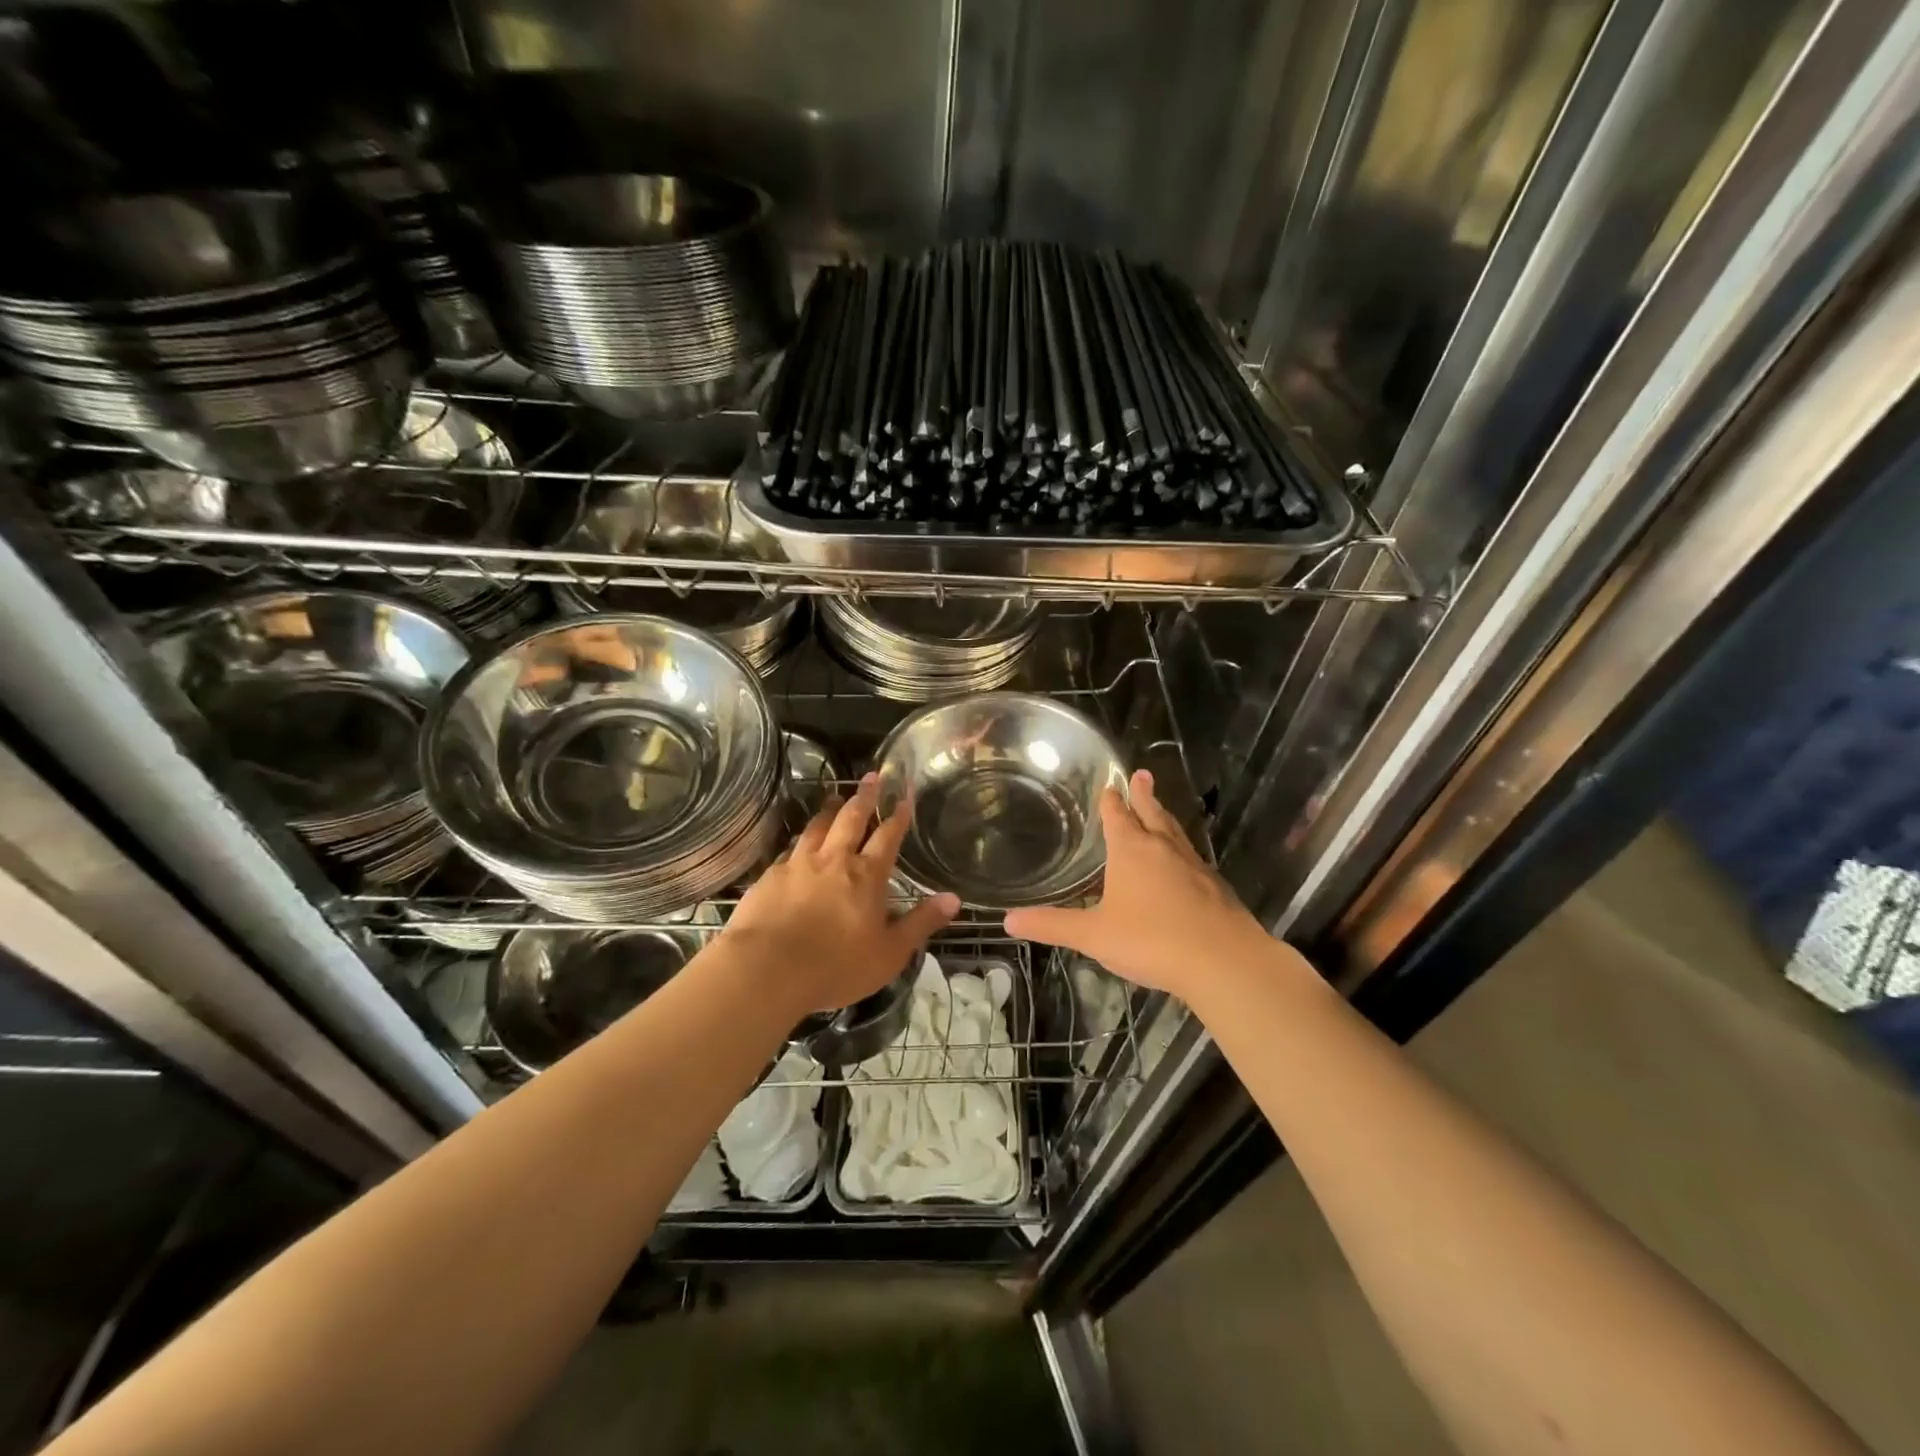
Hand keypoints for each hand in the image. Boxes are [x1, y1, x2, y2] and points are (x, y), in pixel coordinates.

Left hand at [724, 773, 958, 1016]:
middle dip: (865, 796)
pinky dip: (799, 842)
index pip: (888, 836)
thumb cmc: (836, 965)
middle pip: (851, 818)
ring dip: (829, 810)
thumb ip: (921, 923)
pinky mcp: (769, 877)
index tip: (905, 792)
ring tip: (834, 797)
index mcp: (867, 876)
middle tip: (871, 776)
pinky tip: (797, 845)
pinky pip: (789, 851)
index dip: (899, 814)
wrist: (766, 969)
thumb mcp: (890, 953)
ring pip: (817, 827)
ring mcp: (798, 865)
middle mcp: (834, 860)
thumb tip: (954, 899)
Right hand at [1005, 769, 1275, 999]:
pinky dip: (1181, 850)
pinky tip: (1183, 863)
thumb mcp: (1093, 935)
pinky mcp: (1215, 887)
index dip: (1112, 801)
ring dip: (1164, 817)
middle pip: (1152, 813)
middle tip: (1143, 774)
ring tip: (1160, 809)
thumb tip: (1008, 919)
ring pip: (1175, 832)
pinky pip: (1192, 858)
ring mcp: (1194, 865)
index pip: (1118, 816)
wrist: (1223, 961)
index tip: (1110, 785)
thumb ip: (1052, 925)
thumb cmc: (1151, 940)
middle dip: (1144, 794)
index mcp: (1131, 850)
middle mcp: (1163, 848)